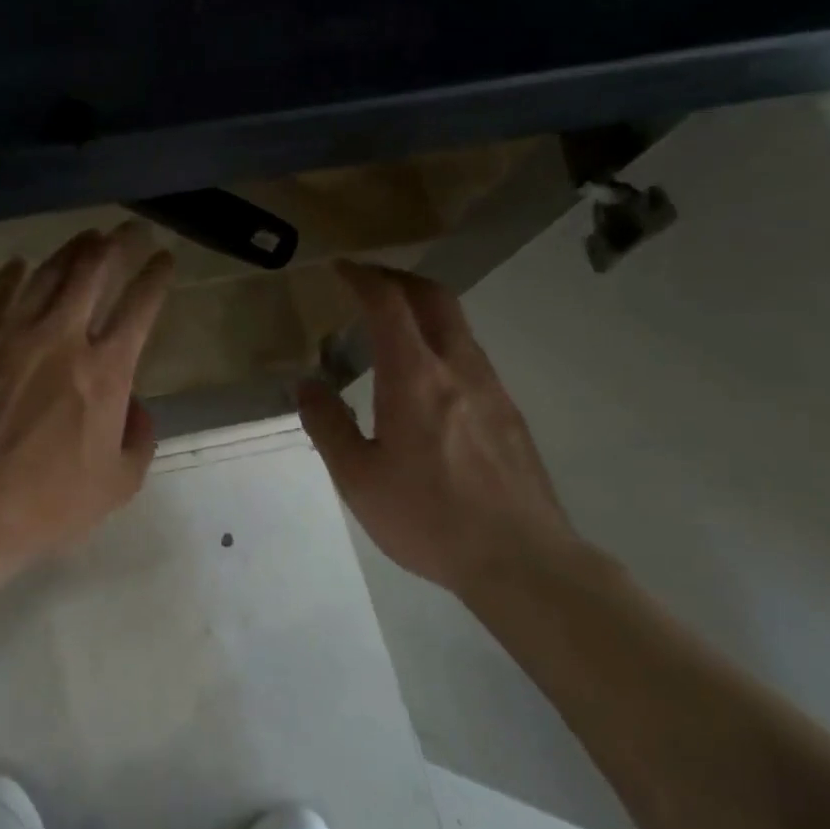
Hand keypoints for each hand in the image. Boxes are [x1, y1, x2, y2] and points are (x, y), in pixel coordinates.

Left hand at [0, 223, 173, 569]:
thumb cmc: (51, 501)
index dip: (156, 276)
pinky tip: (18, 263)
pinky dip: (9, 276)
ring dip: (70, 250)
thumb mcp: (119, 482)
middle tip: (129, 229)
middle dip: (117, 244)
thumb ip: (140, 438)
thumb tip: (136, 408)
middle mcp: (63, 338)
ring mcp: (13, 336)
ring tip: (85, 237)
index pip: (140, 306)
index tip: (164, 258)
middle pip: (93, 272)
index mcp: (106, 371)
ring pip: (46, 275)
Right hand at [297, 261, 583, 592]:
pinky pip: (471, 357)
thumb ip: (328, 425)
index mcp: (415, 378)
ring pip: (457, 326)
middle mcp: (458, 369)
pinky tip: (425, 380)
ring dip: (422, 311)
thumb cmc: (428, 518)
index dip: (362, 278)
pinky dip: (441, 343)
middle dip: (397, 279)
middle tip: (366, 283)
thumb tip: (307, 384)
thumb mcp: (358, 479)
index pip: (389, 304)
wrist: (521, 560)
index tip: (340, 268)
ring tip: (390, 329)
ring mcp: (492, 388)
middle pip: (434, 298)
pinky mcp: (509, 413)